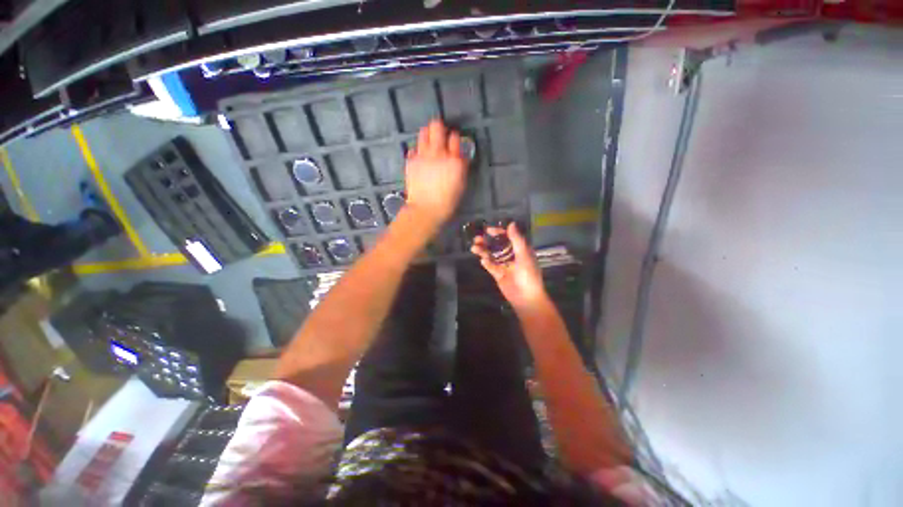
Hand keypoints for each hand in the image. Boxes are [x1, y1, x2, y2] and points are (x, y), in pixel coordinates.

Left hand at [404, 120, 468, 231]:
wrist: (426, 210)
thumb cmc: (447, 201)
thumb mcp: (461, 184)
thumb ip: (461, 166)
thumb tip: (459, 157)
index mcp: (454, 160)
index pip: (455, 137)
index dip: (454, 138)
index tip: (453, 143)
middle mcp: (438, 153)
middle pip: (437, 127)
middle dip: (439, 129)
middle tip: (440, 136)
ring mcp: (423, 155)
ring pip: (423, 133)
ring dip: (427, 135)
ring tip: (429, 144)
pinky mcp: (411, 161)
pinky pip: (413, 148)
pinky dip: (418, 151)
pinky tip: (420, 159)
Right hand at [471, 223, 548, 310]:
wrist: (526, 297)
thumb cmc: (528, 275)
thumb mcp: (524, 255)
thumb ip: (517, 240)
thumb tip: (511, 223)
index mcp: (520, 250)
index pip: (508, 237)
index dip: (498, 233)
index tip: (488, 230)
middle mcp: (511, 255)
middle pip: (497, 245)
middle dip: (487, 241)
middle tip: (476, 239)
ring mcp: (504, 265)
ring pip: (492, 255)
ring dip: (483, 251)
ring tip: (474, 248)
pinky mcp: (498, 274)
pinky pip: (491, 266)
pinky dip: (486, 262)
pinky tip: (483, 261)